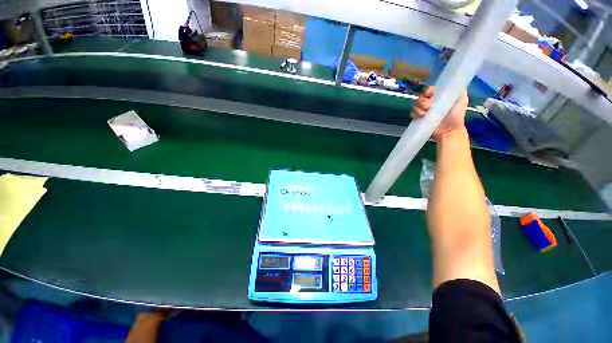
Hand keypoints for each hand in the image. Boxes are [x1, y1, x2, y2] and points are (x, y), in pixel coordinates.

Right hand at [410, 86, 468, 139]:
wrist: (449, 131)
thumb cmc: (456, 116)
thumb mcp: (462, 100)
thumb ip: (459, 91)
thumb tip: (455, 81)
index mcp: (439, 97)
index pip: (430, 90)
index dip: (428, 91)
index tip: (430, 93)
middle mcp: (431, 103)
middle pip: (421, 97)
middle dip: (422, 101)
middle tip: (428, 106)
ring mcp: (424, 111)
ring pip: (416, 105)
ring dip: (418, 108)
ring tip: (424, 113)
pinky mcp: (419, 119)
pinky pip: (412, 113)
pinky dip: (414, 114)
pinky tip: (420, 116)